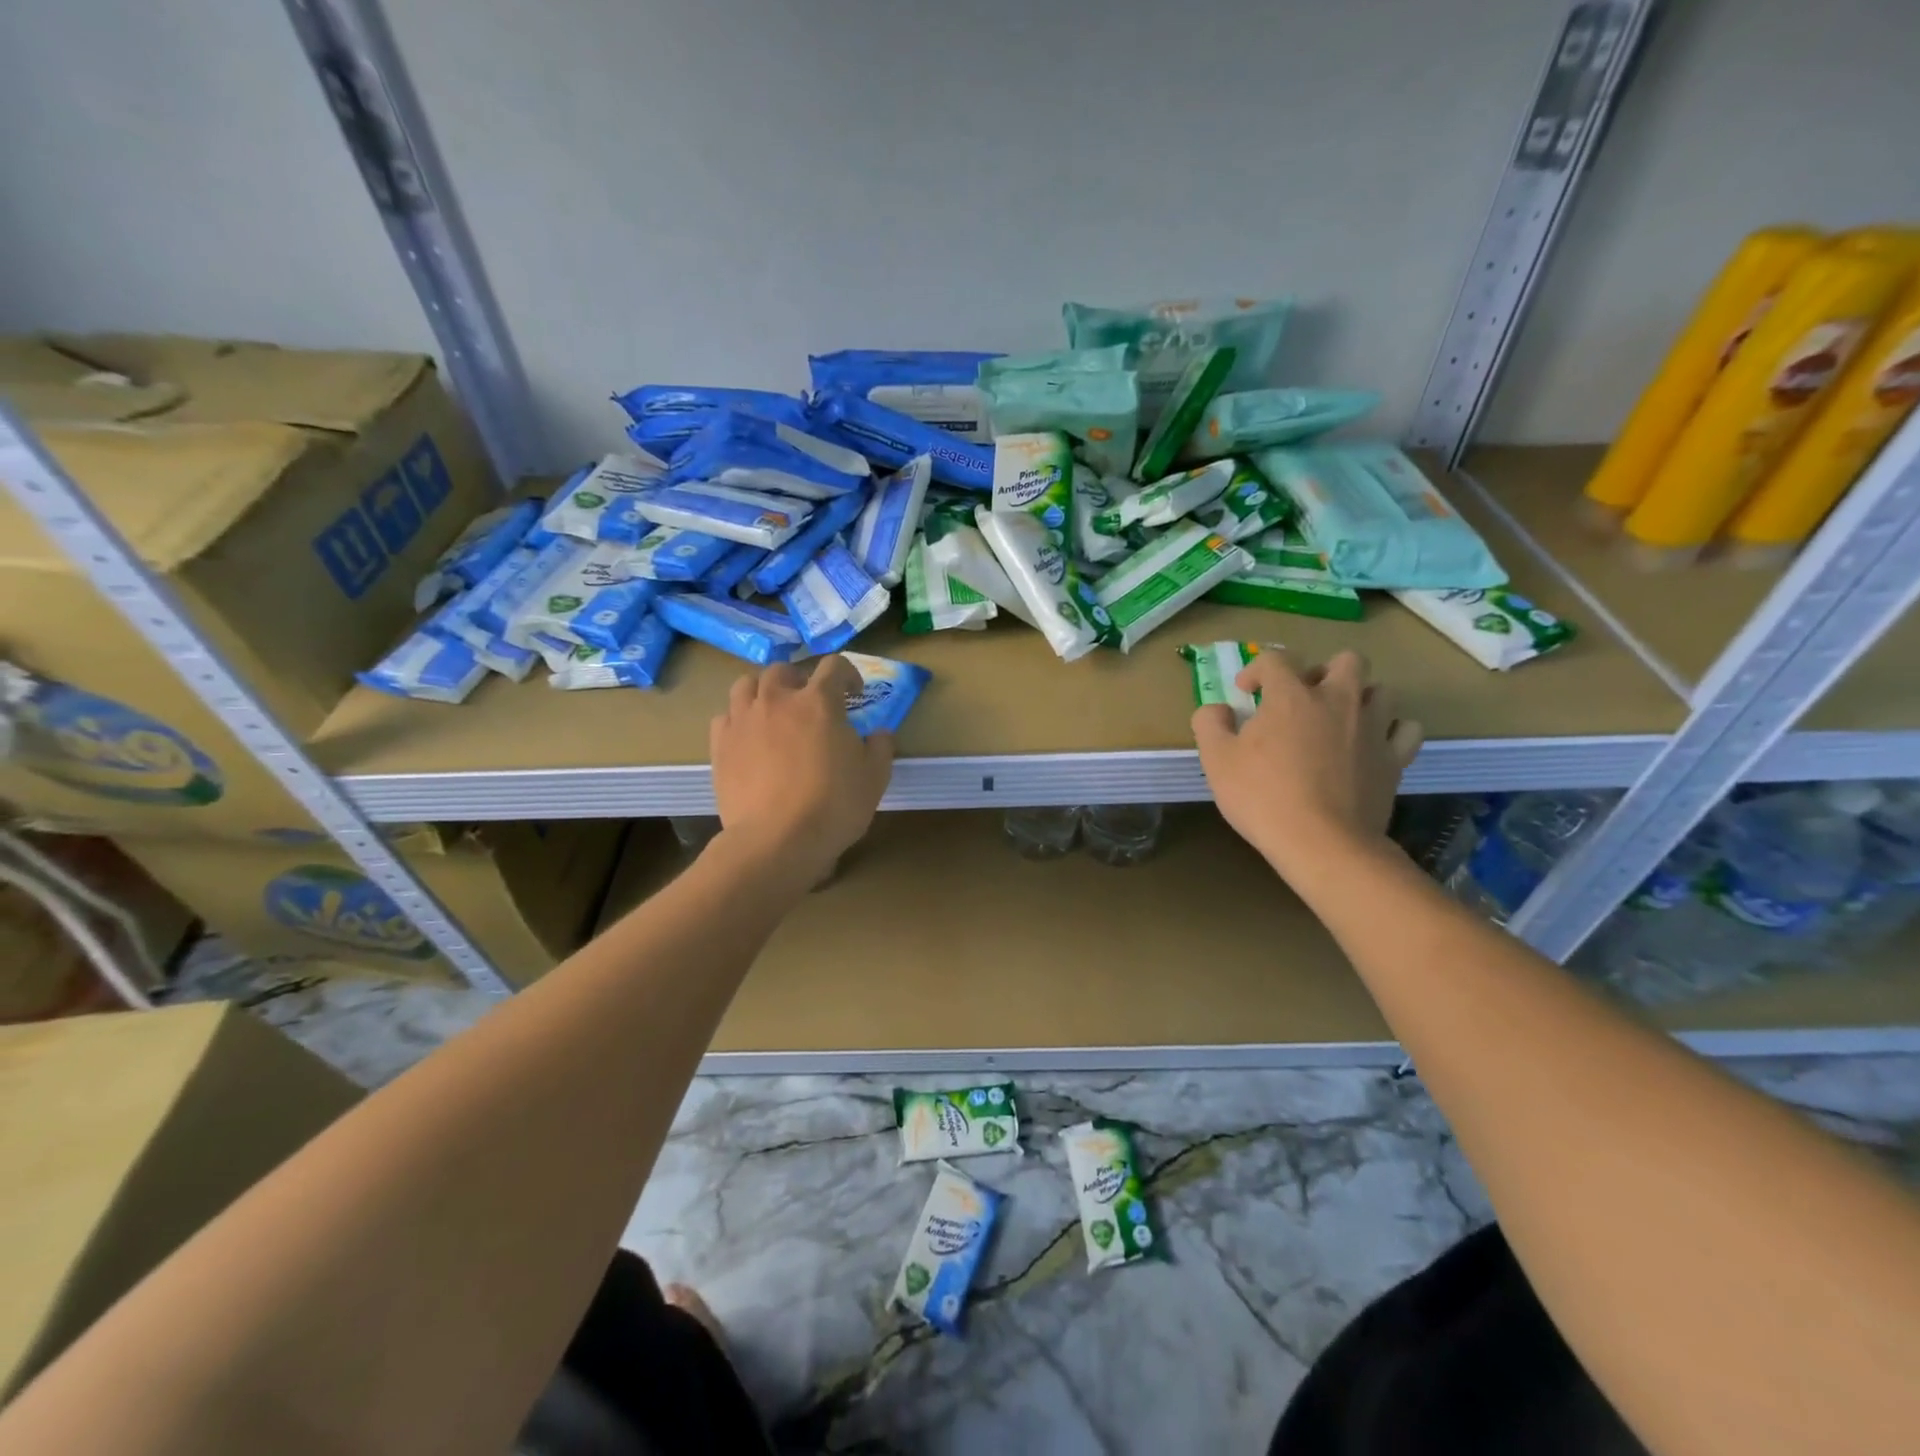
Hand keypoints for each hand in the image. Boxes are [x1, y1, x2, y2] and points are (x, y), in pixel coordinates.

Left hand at [709, 656, 893, 885]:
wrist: (777, 840)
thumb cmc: (834, 806)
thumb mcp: (875, 778)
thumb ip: (880, 747)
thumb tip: (879, 733)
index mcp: (819, 702)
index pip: (834, 666)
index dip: (848, 674)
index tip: (855, 693)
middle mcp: (777, 700)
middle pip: (784, 670)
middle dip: (800, 679)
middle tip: (810, 702)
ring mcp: (744, 720)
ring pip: (746, 684)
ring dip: (763, 690)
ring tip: (773, 710)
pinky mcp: (720, 745)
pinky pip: (726, 716)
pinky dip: (739, 718)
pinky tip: (749, 737)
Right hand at [1192, 648, 1422, 876]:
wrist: (1322, 843)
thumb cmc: (1262, 797)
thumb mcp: (1216, 760)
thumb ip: (1210, 723)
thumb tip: (1217, 709)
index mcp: (1291, 696)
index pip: (1276, 659)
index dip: (1256, 669)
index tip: (1245, 693)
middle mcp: (1337, 701)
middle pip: (1346, 660)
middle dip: (1323, 672)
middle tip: (1303, 699)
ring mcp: (1372, 728)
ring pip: (1380, 690)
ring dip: (1359, 698)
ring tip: (1339, 721)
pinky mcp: (1395, 759)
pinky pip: (1406, 730)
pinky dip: (1391, 730)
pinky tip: (1373, 744)